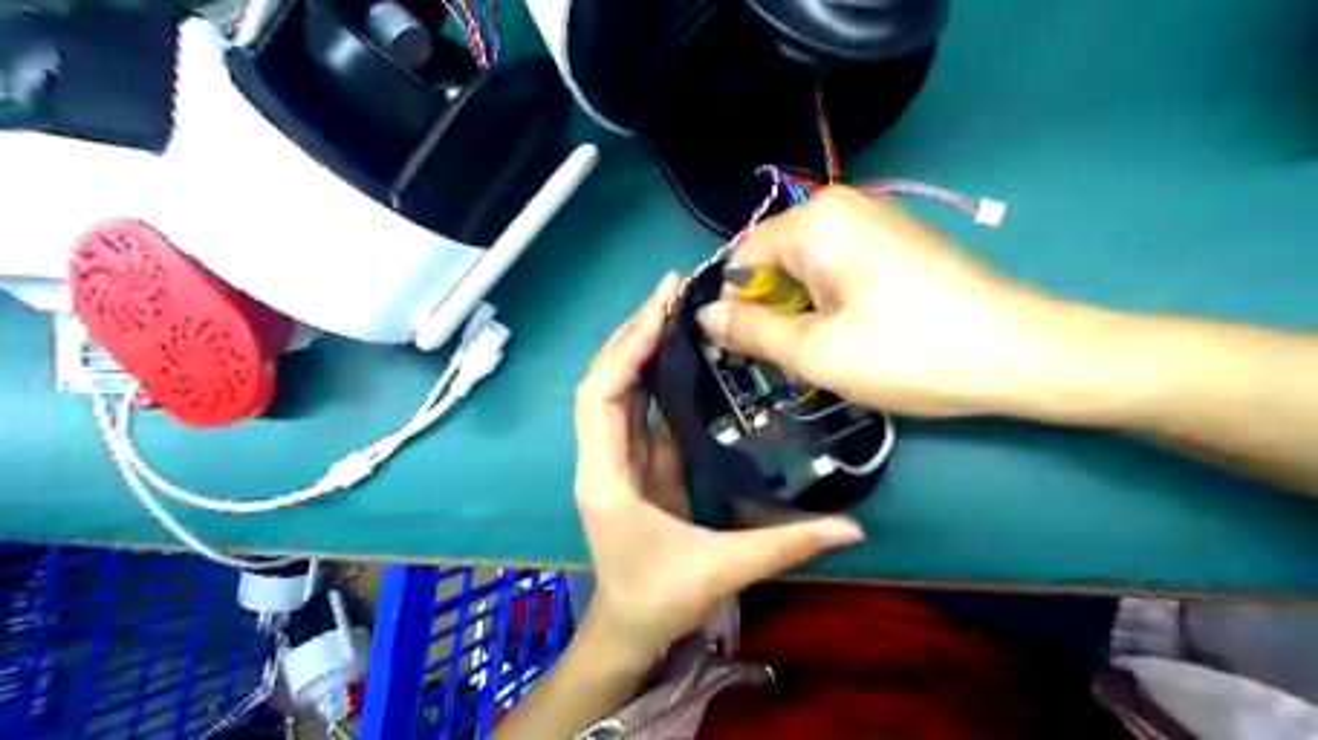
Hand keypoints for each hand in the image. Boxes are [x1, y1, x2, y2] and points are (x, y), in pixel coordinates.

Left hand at [576, 274, 865, 660]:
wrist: (628, 630)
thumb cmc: (660, 599)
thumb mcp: (723, 570)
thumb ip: (787, 545)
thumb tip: (853, 528)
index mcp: (607, 478)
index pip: (601, 398)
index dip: (625, 351)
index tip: (659, 311)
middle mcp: (603, 458)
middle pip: (605, 381)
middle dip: (633, 332)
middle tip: (670, 289)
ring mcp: (618, 459)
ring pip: (620, 391)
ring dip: (641, 348)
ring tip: (675, 307)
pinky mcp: (637, 465)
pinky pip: (641, 411)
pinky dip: (655, 378)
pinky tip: (681, 355)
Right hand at [694, 185, 1085, 416]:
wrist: (1020, 353)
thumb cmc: (907, 353)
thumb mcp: (816, 352)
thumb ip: (751, 331)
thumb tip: (705, 317)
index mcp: (814, 220)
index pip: (742, 258)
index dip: (737, 307)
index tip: (749, 353)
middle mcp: (841, 204)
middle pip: (775, 259)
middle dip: (773, 309)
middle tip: (794, 358)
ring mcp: (875, 218)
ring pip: (807, 265)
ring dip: (803, 309)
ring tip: (829, 350)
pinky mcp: (898, 238)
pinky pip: (839, 265)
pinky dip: (832, 299)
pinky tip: (857, 332)